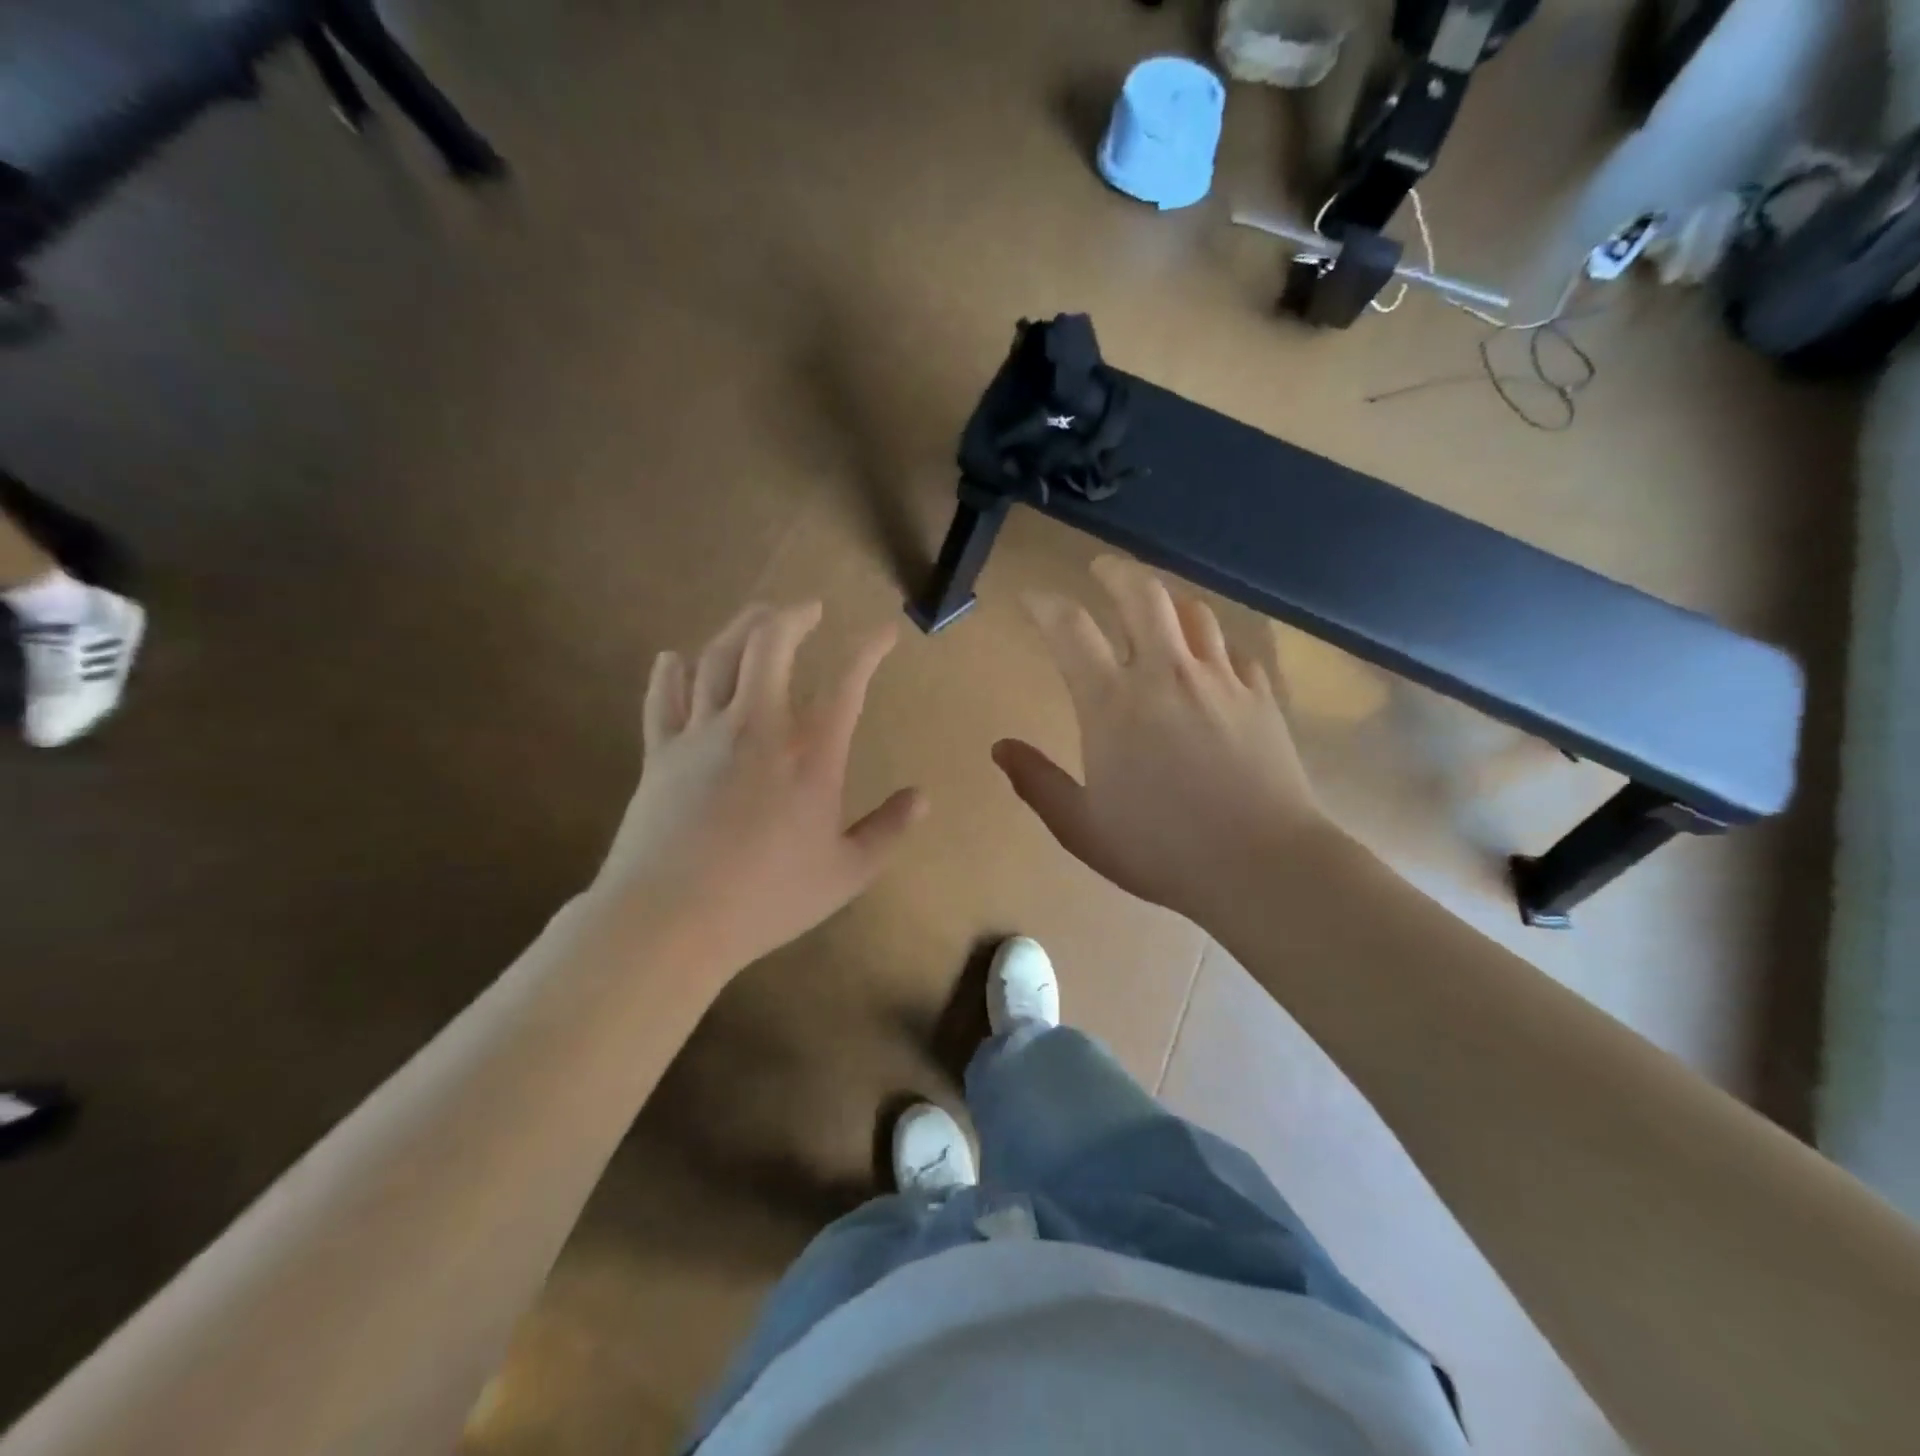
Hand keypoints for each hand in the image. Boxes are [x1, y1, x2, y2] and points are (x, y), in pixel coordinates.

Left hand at [595, 603, 925, 977]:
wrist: (670, 920)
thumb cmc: (766, 899)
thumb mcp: (845, 874)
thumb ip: (886, 830)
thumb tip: (922, 798)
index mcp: (809, 756)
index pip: (846, 684)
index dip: (868, 650)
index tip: (884, 632)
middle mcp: (756, 728)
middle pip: (769, 646)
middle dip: (793, 616)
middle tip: (809, 609)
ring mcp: (701, 735)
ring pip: (717, 658)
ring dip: (740, 627)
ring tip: (757, 615)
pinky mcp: (660, 753)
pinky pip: (662, 697)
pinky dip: (670, 671)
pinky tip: (675, 658)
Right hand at [994, 557, 1335, 925]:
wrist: (1262, 865)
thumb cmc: (1160, 849)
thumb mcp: (1081, 826)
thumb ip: (1037, 782)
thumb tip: (1000, 748)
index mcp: (1112, 702)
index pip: (1069, 628)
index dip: (1043, 604)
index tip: (1031, 600)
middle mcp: (1165, 673)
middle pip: (1141, 593)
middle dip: (1114, 572)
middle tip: (1100, 569)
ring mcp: (1219, 680)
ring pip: (1193, 613)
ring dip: (1167, 602)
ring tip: (1156, 609)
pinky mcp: (1260, 696)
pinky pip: (1234, 650)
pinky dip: (1214, 644)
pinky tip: (1212, 660)